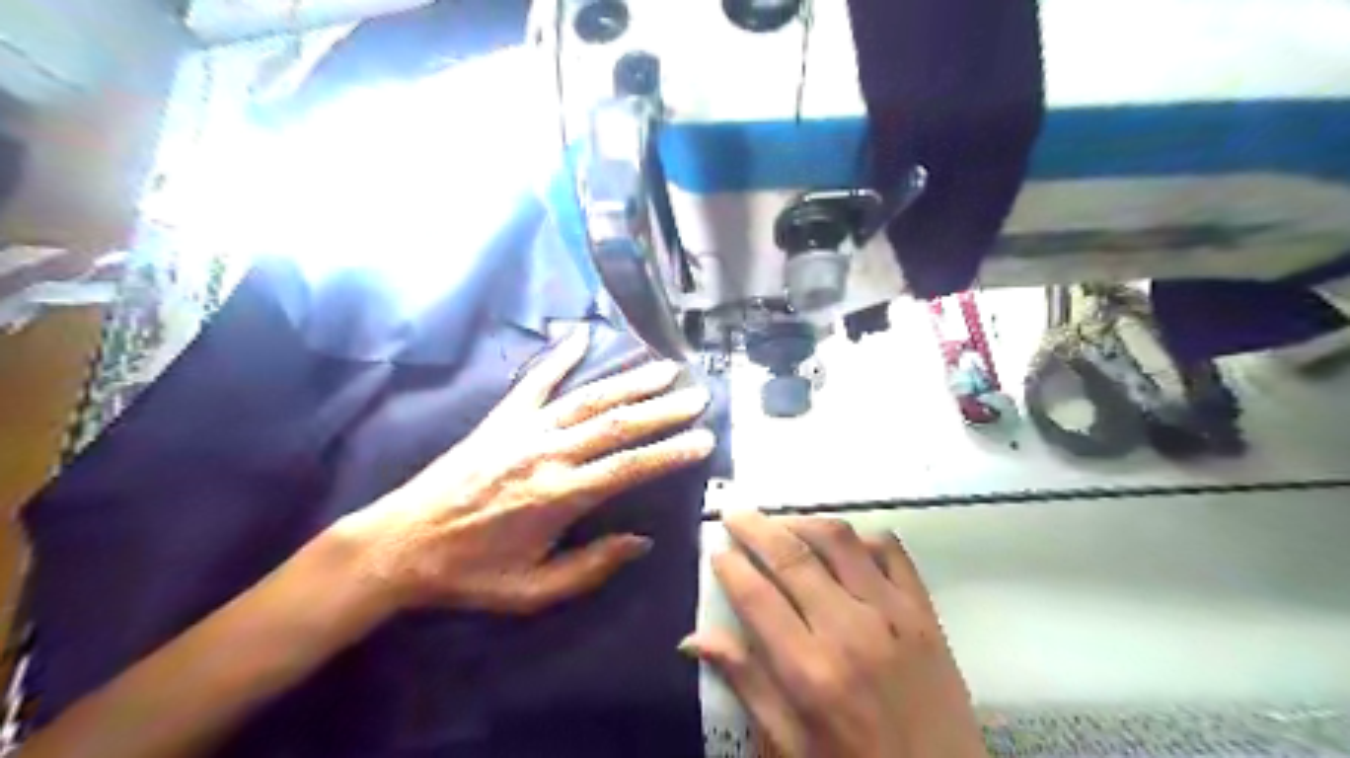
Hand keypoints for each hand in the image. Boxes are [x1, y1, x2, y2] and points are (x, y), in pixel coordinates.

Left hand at [339, 325, 715, 614]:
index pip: (628, 468)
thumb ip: (591, 567)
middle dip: (662, 409)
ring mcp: (523, 430)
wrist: (400, 544)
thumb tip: (641, 541)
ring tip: (665, 369)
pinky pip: (536, 380)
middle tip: (698, 396)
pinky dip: (561, 355)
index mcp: (558, 497)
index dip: (670, 452)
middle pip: (616, 424)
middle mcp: (546, 453)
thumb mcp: (532, 591)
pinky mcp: (502, 419)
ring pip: (588, 398)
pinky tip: (583, 333)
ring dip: (630, 381)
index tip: (704, 439)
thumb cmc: (468, 574)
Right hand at [687, 511, 983, 755]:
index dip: (731, 566)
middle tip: (735, 513)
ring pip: (840, 541)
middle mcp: (850, 629)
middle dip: (756, 529)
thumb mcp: (791, 745)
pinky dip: (861, 538)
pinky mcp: (925, 612)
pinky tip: (843, 543)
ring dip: (803, 523)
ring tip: (781, 523)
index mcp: (811, 671)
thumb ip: (747, 684)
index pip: (758, 596)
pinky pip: (891, 552)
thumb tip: (694, 639)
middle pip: (793, 557)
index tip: (716, 549)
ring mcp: (894, 614)